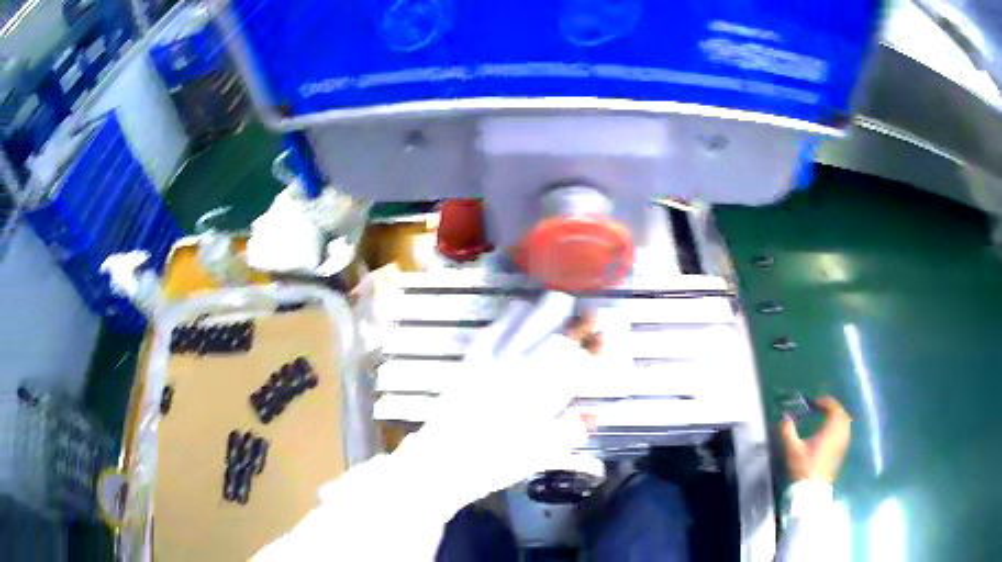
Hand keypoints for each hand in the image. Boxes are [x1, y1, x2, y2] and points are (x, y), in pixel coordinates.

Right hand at [780, 396, 851, 483]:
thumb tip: (785, 416)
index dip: (825, 402)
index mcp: (831, 429)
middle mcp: (840, 433)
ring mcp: (843, 443)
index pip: (834, 408)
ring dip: (837, 418)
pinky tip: (830, 434)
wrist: (812, 489)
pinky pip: (845, 433)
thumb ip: (788, 431)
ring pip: (846, 423)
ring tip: (826, 419)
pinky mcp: (842, 452)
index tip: (814, 403)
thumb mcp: (792, 449)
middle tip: (821, 409)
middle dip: (833, 408)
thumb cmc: (804, 468)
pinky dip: (839, 428)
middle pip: (842, 414)